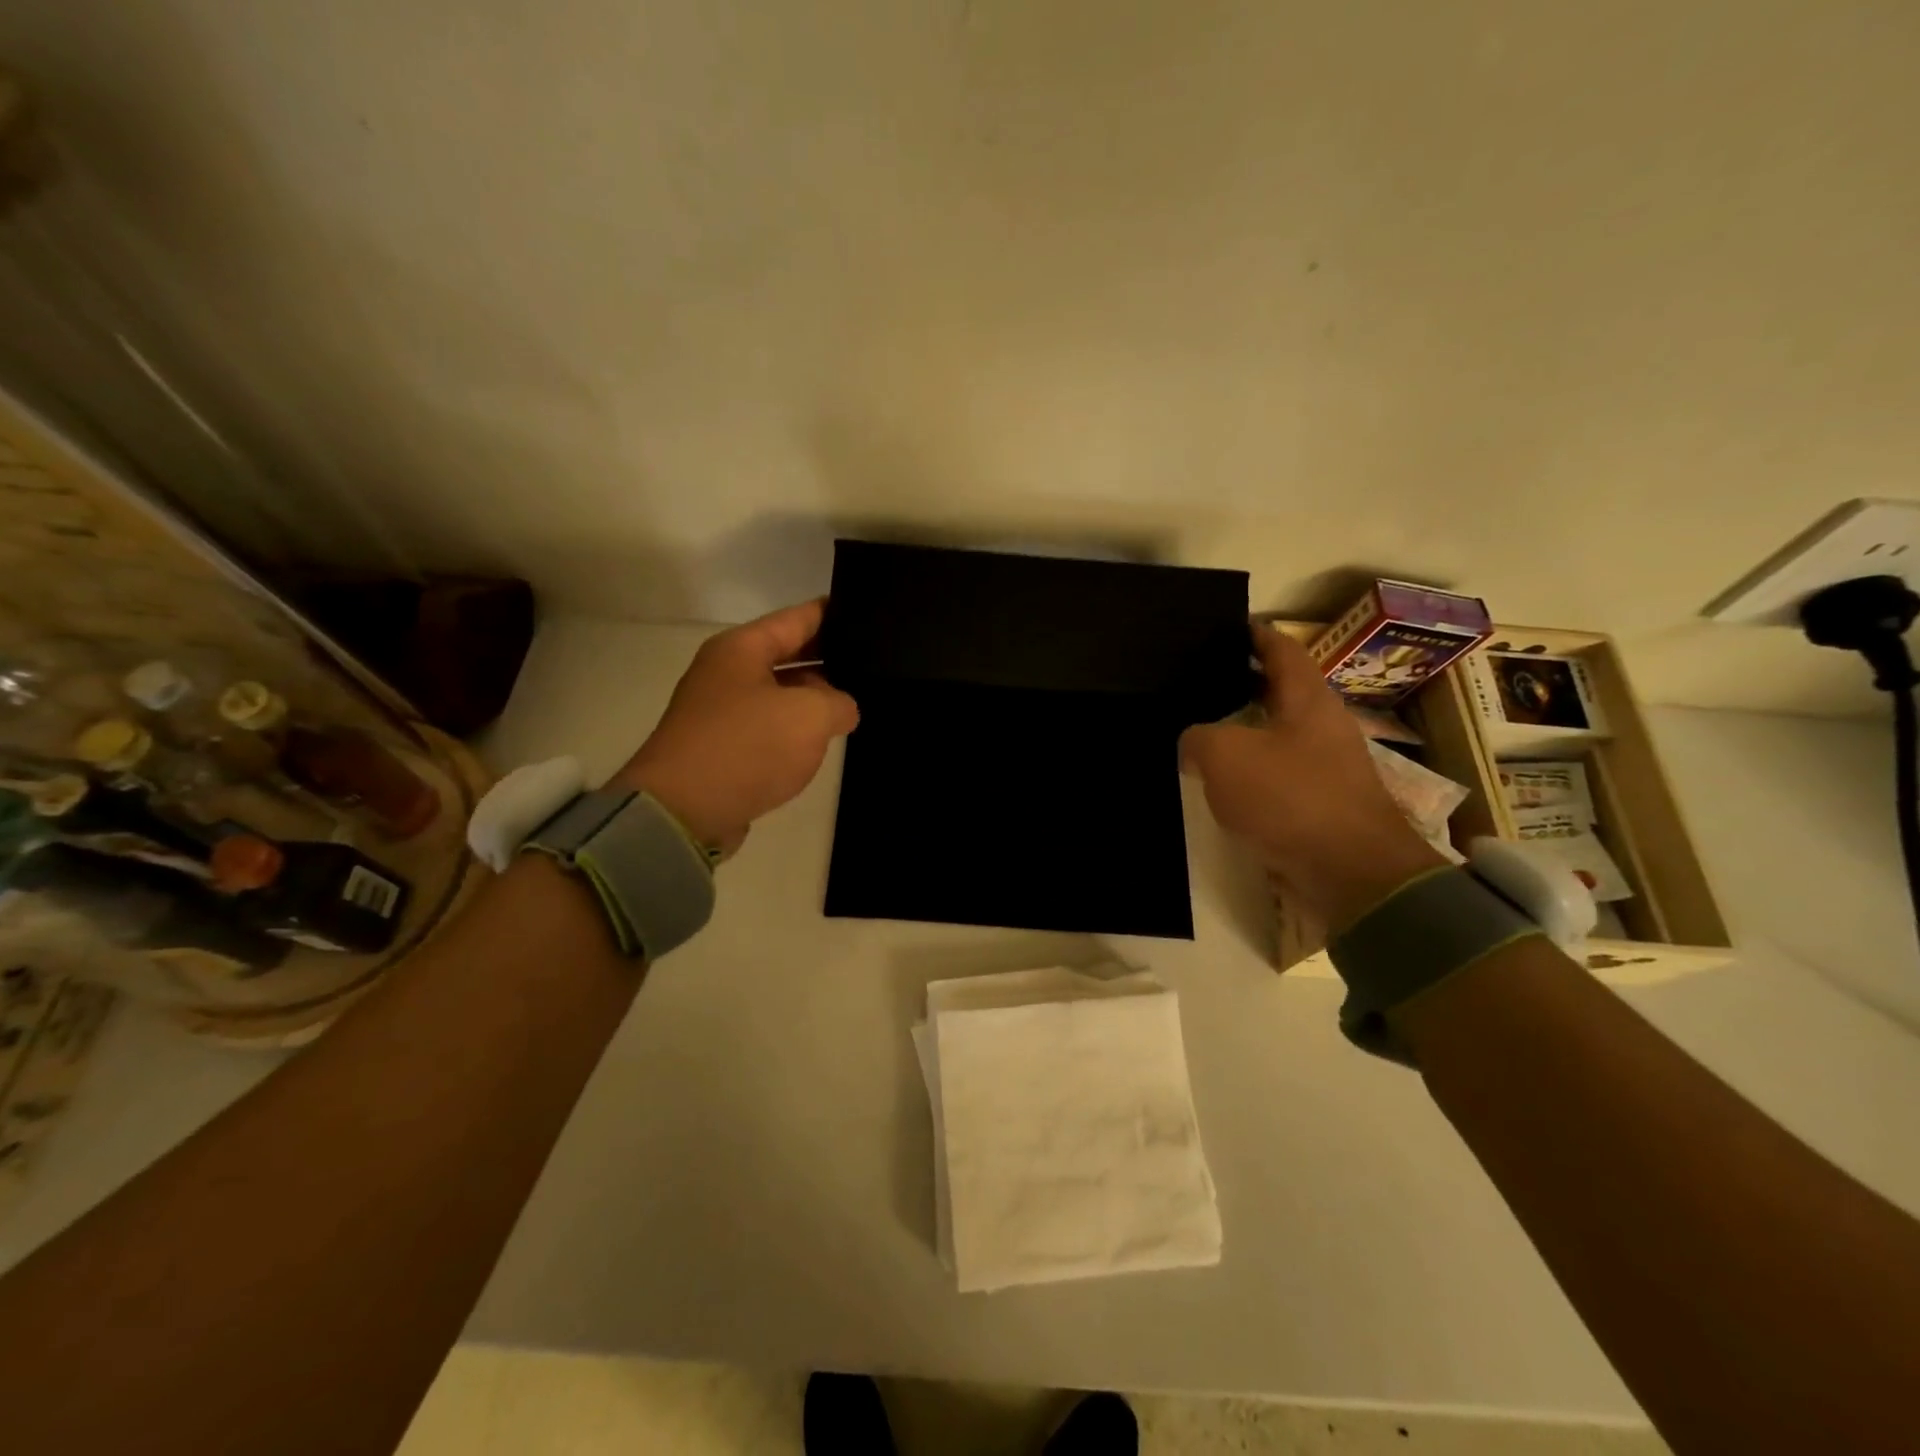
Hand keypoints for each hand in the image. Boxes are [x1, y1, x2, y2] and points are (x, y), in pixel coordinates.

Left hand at [612, 600, 858, 855]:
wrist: (681, 812)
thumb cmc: (746, 747)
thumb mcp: (810, 716)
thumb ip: (839, 703)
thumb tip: (842, 710)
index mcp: (742, 648)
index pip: (799, 617)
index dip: (836, 613)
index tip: (869, 613)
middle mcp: (728, 671)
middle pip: (789, 654)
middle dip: (830, 659)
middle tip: (874, 665)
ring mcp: (722, 710)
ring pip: (781, 693)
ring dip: (815, 699)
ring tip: (858, 704)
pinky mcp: (723, 747)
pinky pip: (770, 726)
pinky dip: (795, 730)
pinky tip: (824, 740)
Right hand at [1180, 626, 1441, 929]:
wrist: (1350, 872)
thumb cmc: (1290, 798)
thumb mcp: (1225, 757)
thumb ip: (1199, 739)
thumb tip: (1194, 743)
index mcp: (1307, 699)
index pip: (1281, 649)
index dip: (1256, 635)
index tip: (1230, 627)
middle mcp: (1323, 725)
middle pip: (1282, 691)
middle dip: (1245, 683)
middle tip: (1203, 680)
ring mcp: (1328, 767)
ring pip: (1280, 734)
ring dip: (1247, 730)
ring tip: (1205, 730)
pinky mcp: (1323, 804)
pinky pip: (1280, 773)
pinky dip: (1253, 769)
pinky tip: (1226, 781)